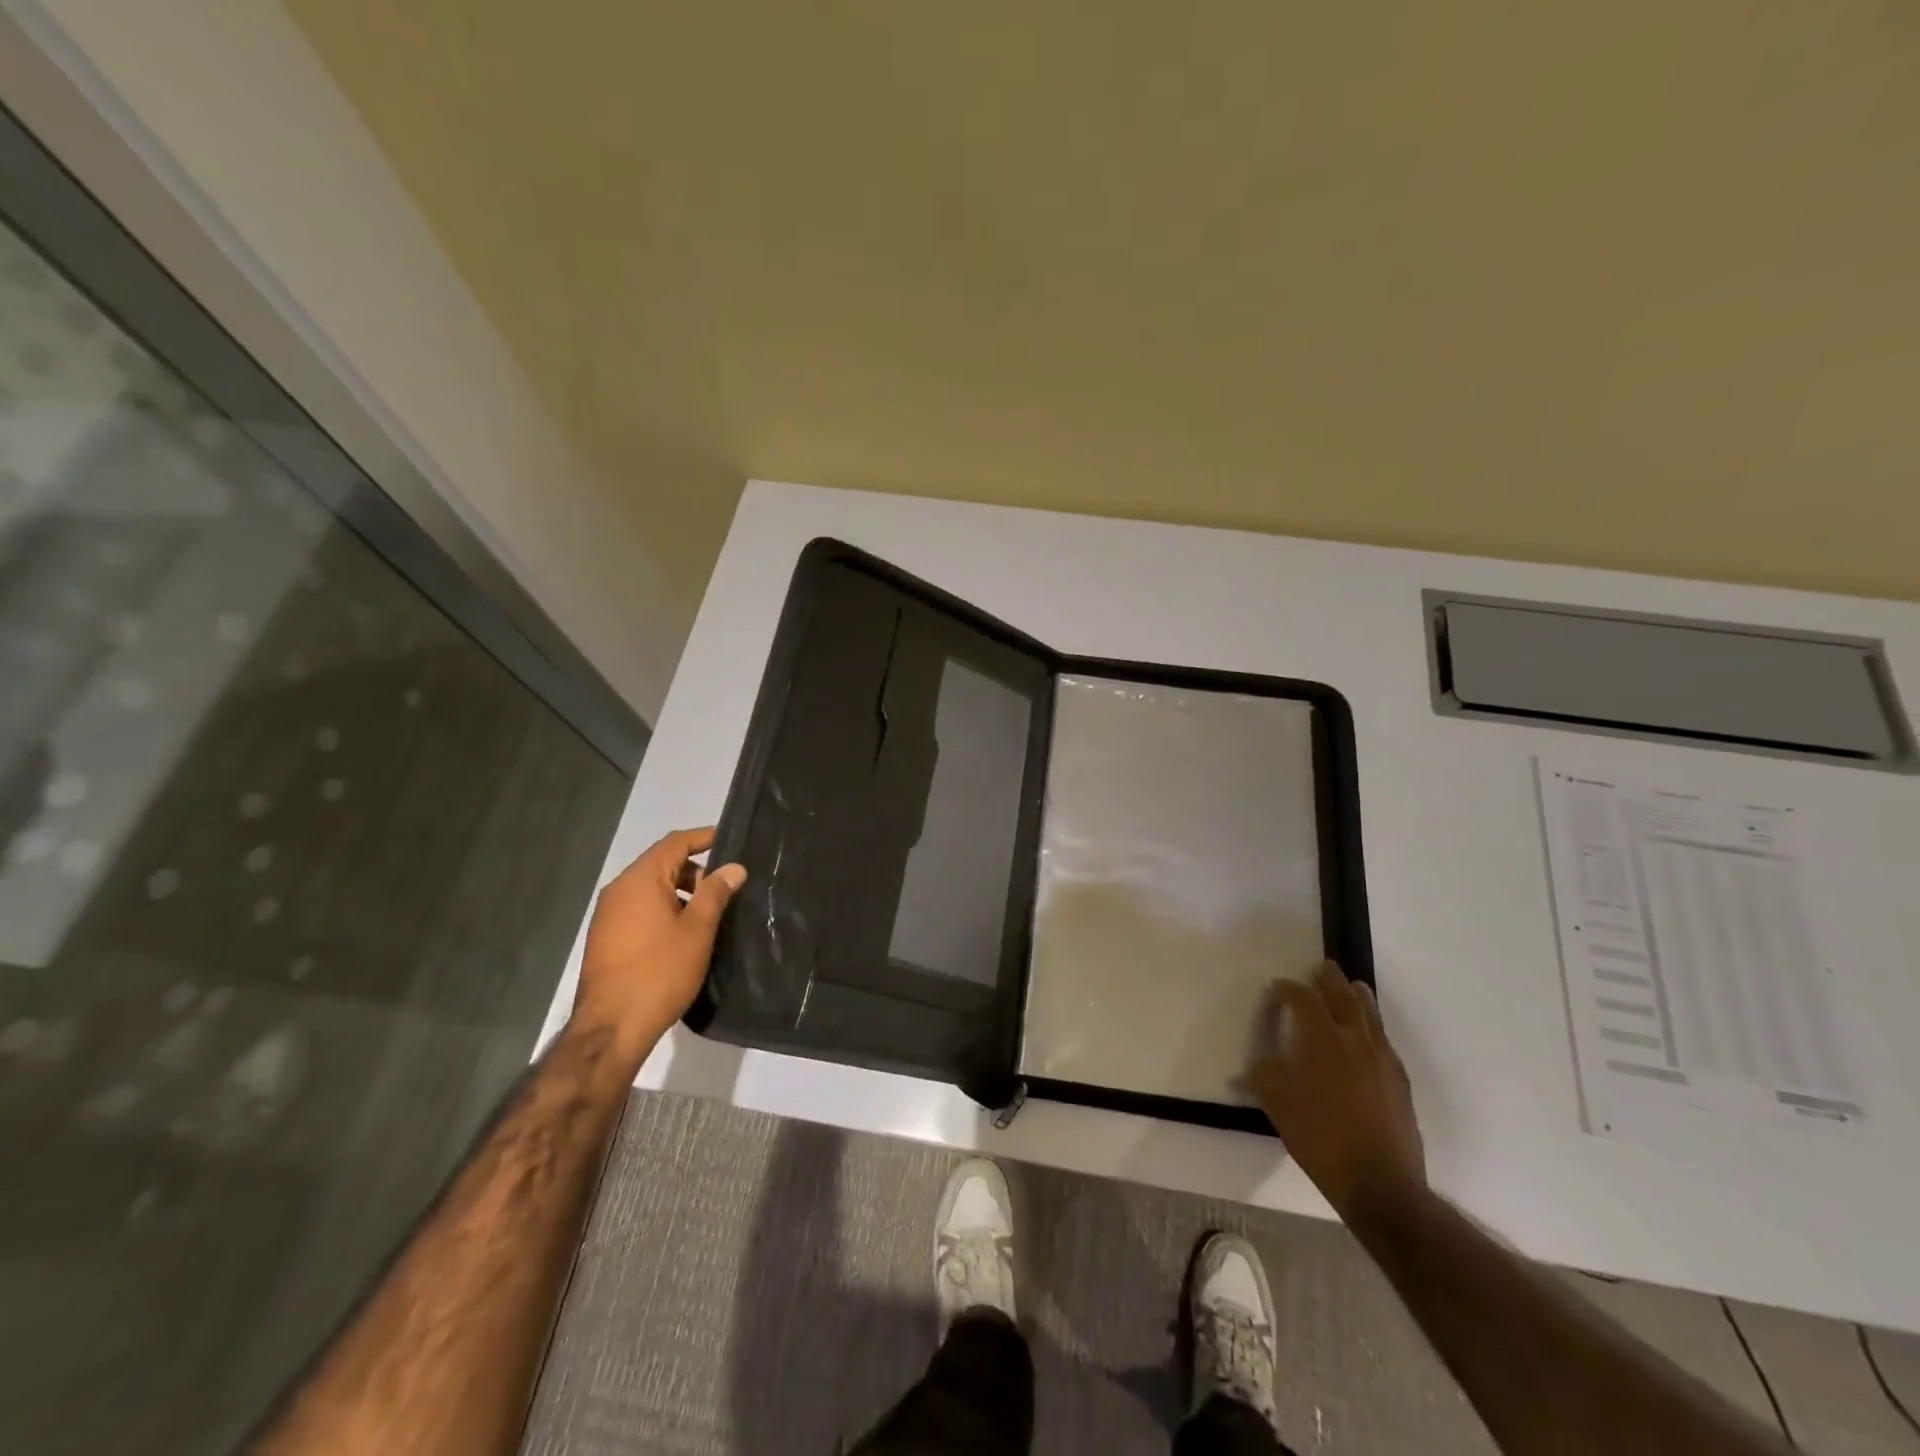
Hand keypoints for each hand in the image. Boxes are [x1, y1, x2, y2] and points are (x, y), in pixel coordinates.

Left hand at [574, 827, 746, 1063]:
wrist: (611, 1028)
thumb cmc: (660, 972)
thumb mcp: (698, 930)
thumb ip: (715, 893)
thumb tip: (733, 867)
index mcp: (641, 880)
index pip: (675, 843)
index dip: (704, 838)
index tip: (730, 840)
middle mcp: (619, 890)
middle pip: (662, 864)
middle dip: (695, 871)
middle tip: (724, 890)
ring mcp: (608, 915)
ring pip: (650, 889)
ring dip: (680, 893)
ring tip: (707, 916)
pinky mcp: (605, 938)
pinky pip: (639, 909)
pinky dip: (663, 910)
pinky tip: (682, 935)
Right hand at [1247, 962, 1426, 1225]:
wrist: (1380, 1184)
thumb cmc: (1320, 1137)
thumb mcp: (1276, 1104)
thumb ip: (1263, 1074)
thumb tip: (1258, 1062)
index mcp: (1321, 1038)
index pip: (1303, 999)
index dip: (1288, 990)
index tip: (1277, 988)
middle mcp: (1354, 1039)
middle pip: (1343, 997)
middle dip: (1329, 980)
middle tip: (1323, 966)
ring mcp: (1382, 1060)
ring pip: (1370, 1016)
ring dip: (1358, 997)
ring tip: (1354, 986)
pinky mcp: (1400, 1082)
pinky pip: (1385, 1041)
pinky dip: (1374, 1028)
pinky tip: (1371, 1036)